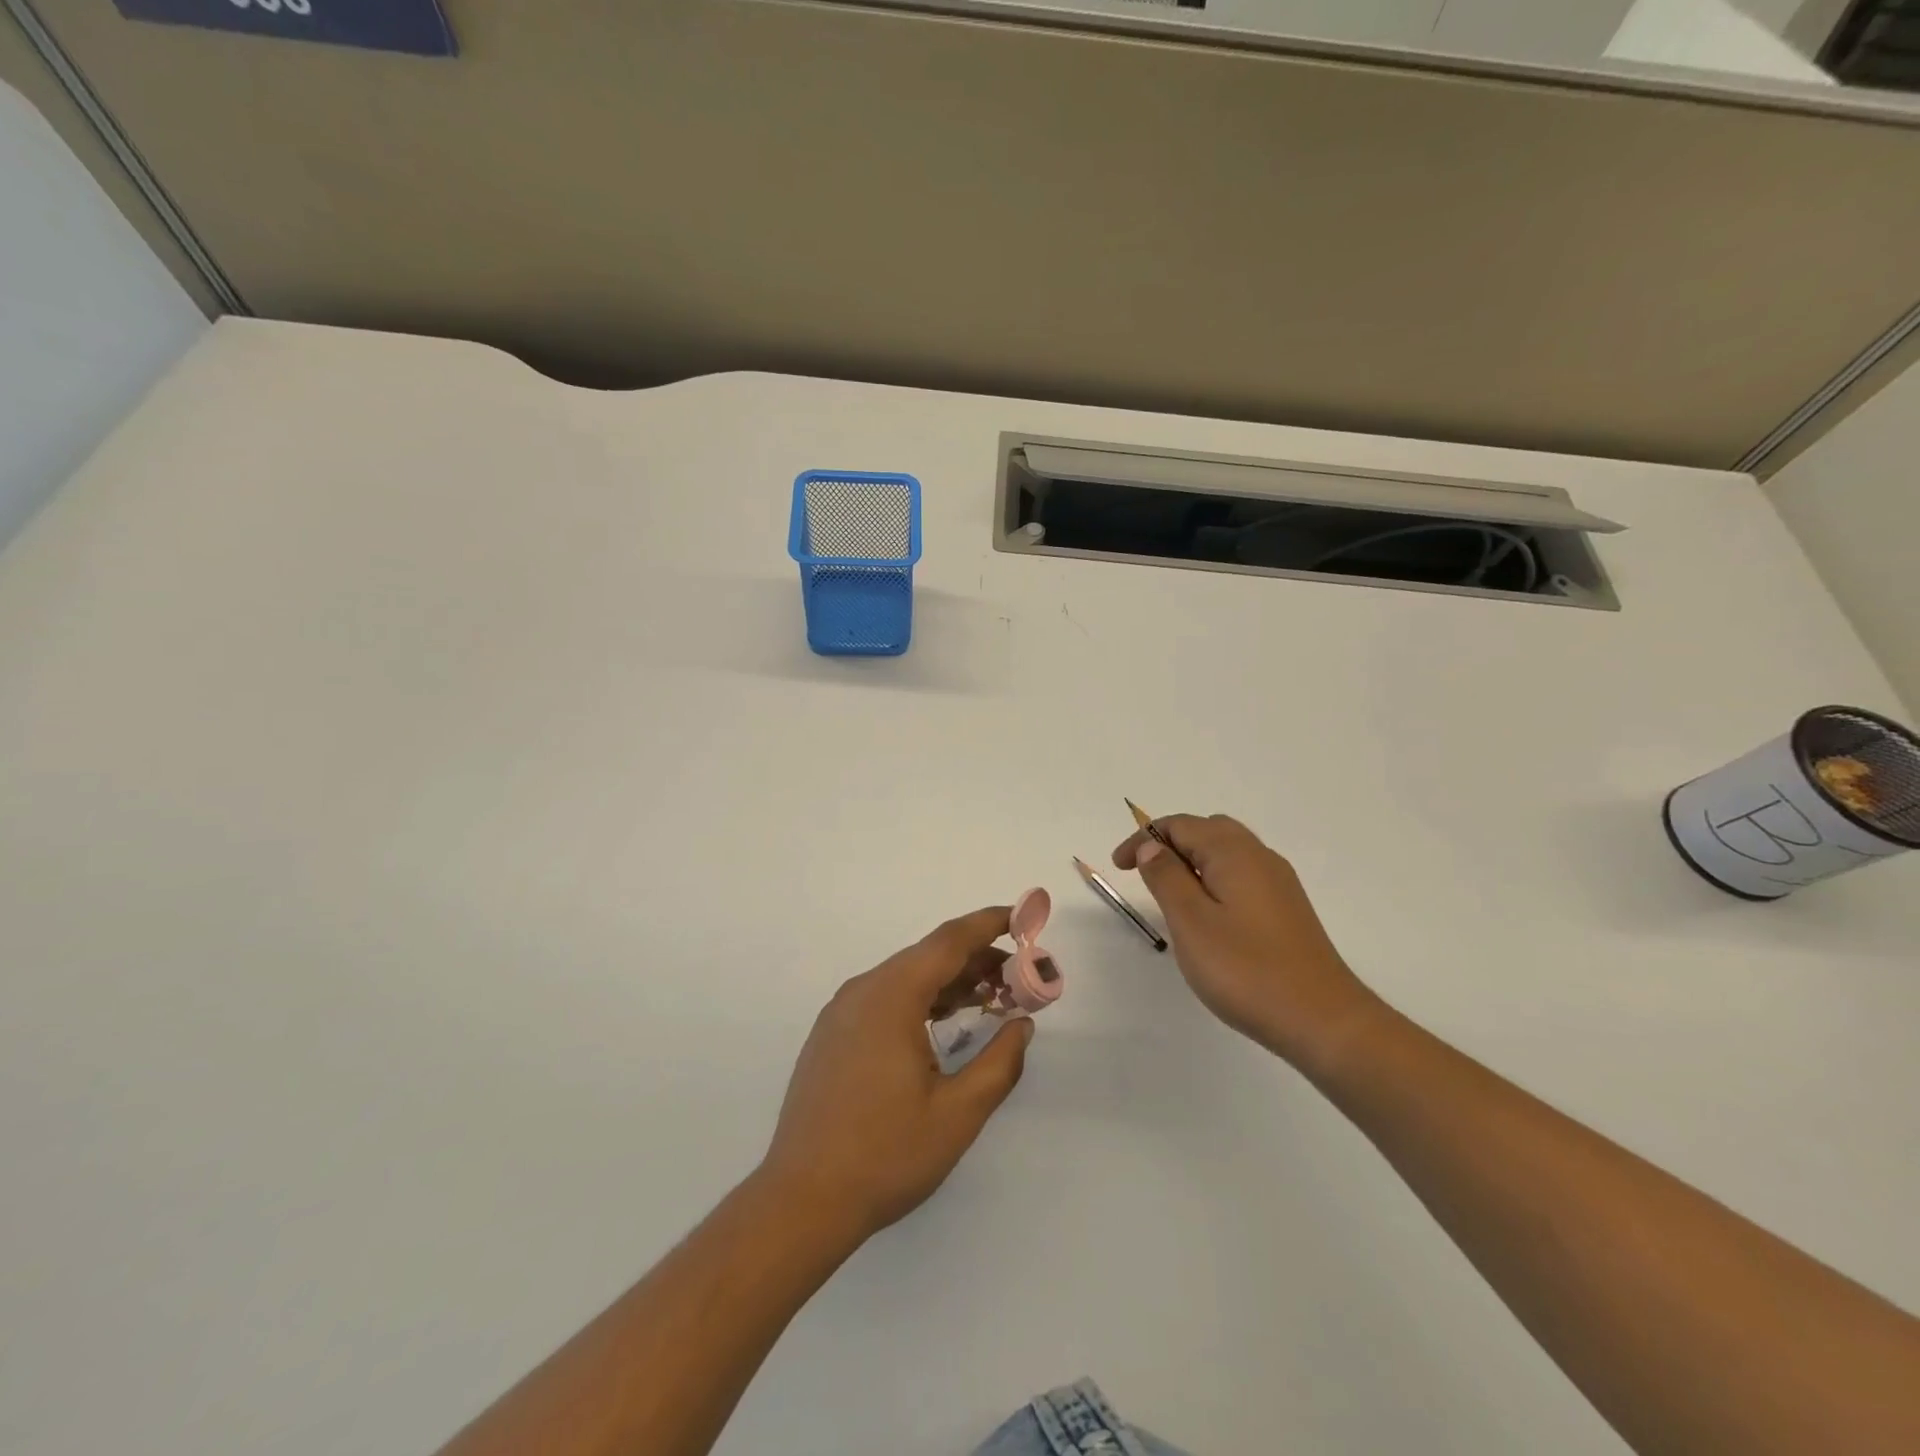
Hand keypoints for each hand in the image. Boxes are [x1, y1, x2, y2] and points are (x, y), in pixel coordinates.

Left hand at [760, 908, 1033, 1244]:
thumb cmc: (885, 1155)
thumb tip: (1022, 1025)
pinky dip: (921, 999)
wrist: (801, 1201)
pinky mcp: (832, 1035)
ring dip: (949, 982)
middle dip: (976, 959)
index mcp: (892, 996)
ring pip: (905, 978)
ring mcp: (841, 1012)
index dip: (989, 924)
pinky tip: (943, 1023)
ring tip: (991, 999)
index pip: (948, 941)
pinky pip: (884, 998)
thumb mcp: (958, 1114)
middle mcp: (863, 991)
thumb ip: (999, 1063)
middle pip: (927, 957)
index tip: (1023, 918)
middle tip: (1019, 978)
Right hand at [1114, 814, 1378, 1069]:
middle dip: (1170, 843)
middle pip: (1207, 830)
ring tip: (1170, 893)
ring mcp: (1278, 882)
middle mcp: (1259, 856)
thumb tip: (1152, 846)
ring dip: (1193, 860)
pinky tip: (1208, 914)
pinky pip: (1242, 874)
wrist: (1322, 1019)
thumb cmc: (1246, 969)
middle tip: (1143, 873)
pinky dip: (1214, 878)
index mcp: (1233, 852)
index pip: (1180, 825)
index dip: (1143, 838)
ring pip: (1227, 852)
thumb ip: (1166, 877)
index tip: (1119, 866)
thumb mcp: (1190, 921)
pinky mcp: (1287, 908)